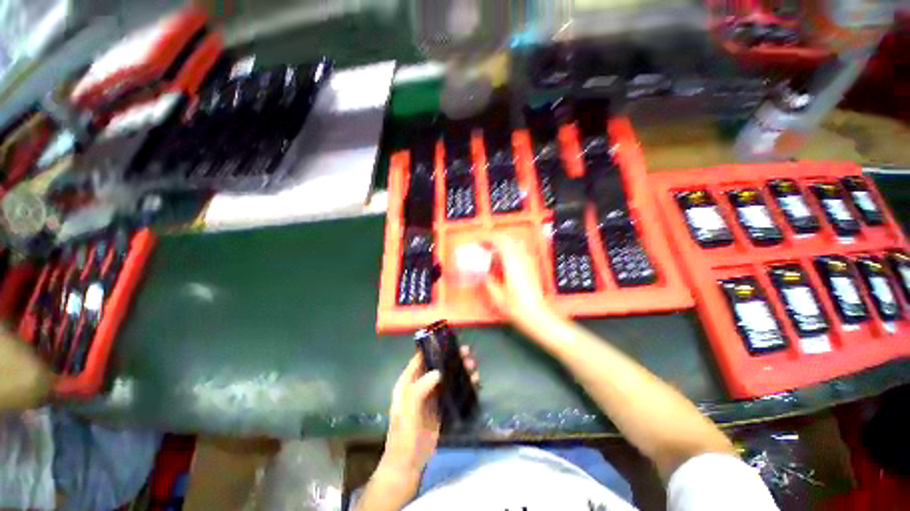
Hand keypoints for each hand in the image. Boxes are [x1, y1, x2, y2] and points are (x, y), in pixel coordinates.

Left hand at [380, 347, 478, 476]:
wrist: (408, 464)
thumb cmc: (403, 435)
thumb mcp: (407, 411)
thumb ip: (419, 389)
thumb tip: (437, 372)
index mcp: (408, 382)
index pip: (420, 359)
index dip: (432, 348)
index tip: (447, 340)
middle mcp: (420, 385)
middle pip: (437, 366)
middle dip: (451, 358)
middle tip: (467, 353)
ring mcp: (432, 397)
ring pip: (447, 377)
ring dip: (460, 370)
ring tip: (473, 366)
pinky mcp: (441, 408)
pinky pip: (453, 391)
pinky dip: (463, 385)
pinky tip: (474, 383)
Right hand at [481, 234, 553, 327]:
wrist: (536, 314)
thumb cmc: (517, 306)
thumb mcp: (496, 295)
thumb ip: (489, 281)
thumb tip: (485, 274)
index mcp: (511, 262)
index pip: (500, 240)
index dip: (488, 238)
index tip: (479, 241)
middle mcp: (521, 258)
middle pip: (508, 238)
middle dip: (495, 238)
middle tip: (484, 244)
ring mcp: (528, 261)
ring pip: (515, 242)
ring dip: (503, 242)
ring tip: (493, 250)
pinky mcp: (532, 266)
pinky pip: (520, 250)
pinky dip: (510, 249)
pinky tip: (504, 259)